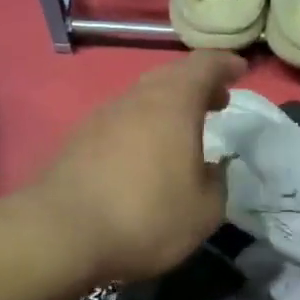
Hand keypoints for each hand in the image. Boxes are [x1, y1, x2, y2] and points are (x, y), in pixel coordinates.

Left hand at [29, 50, 244, 282]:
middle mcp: (134, 100)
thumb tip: (211, 168)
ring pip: (141, 100)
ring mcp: (100, 118)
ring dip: (166, 109)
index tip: (239, 70)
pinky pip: (119, 124)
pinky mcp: (76, 142)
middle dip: (196, 86)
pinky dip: (140, 130)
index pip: (203, 65)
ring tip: (182, 135)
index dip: (224, 64)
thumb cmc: (146, 217)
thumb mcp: (204, 211)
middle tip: (216, 103)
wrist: (60, 235)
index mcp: (172, 103)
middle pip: (169, 78)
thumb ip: (217, 183)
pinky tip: (144, 160)